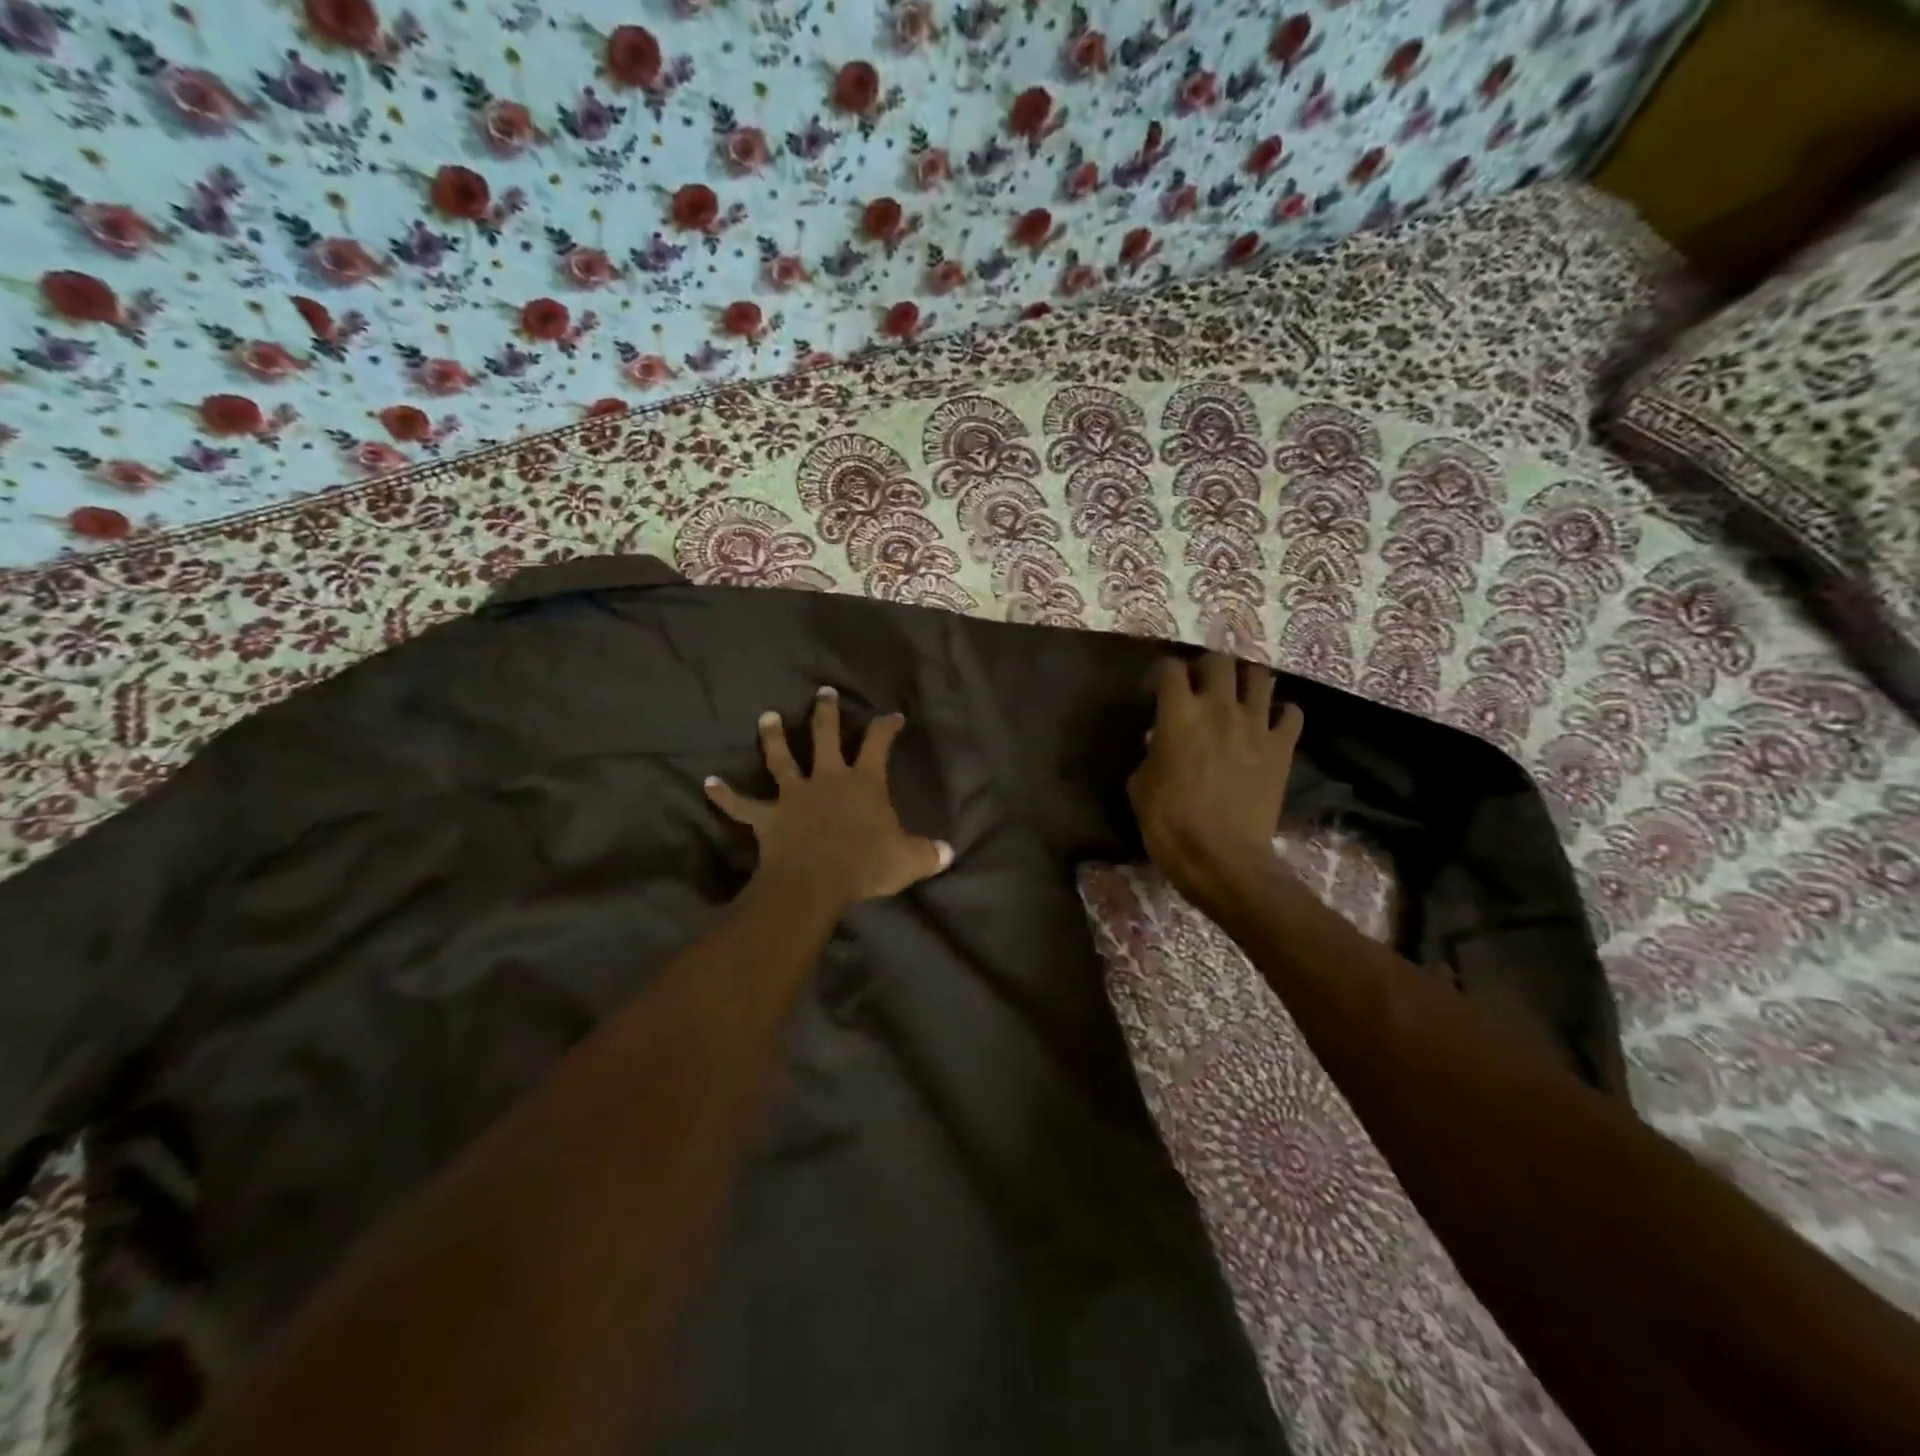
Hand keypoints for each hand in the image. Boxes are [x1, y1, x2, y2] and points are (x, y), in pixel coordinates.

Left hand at [706, 687, 953, 915]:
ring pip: (781, 758)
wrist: (815, 883)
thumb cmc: (866, 866)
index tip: (893, 715)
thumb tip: (950, 852)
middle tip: (823, 692)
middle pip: (825, 736)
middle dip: (826, 713)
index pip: (878, 744)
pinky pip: (742, 805)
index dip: (886, 727)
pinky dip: (725, 796)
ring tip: (767, 716)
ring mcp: (794, 795)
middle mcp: (827, 779)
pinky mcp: (768, 817)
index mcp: (863, 782)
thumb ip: (930, 854)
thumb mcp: (908, 861)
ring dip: (773, 737)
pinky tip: (708, 783)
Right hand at [1127, 654, 1303, 916]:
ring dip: (1245, 681)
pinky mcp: (1282, 748)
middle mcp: (1220, 708)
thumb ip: (1150, 754)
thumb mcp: (1140, 786)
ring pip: (1260, 676)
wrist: (1222, 858)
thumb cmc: (1170, 823)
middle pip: (1219, 661)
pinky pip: (1291, 713)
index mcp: (1179, 714)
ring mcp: (1256, 725)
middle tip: (1197, 687)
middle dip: (1205, 668)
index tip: (1152, 693)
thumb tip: (1159, 743)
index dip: (1159, 674)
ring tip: (1236, 696)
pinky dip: (1281, 713)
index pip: (1170, 668)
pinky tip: (1269, 724)